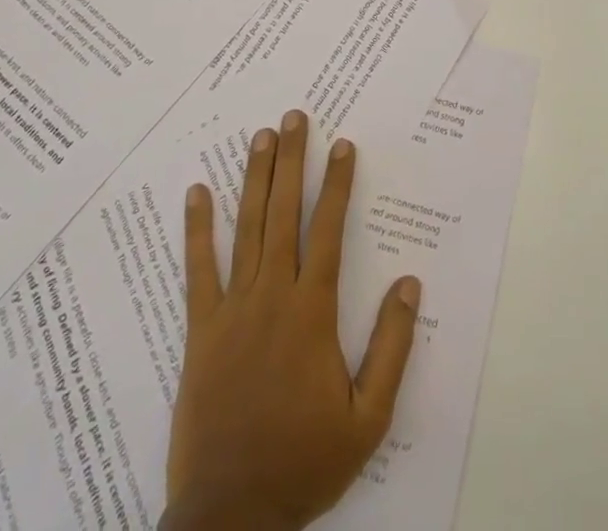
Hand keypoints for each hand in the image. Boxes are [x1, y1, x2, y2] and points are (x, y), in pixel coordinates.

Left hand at [163, 110, 421, 530]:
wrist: (231, 516)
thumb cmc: (304, 462)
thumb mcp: (368, 418)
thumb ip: (392, 348)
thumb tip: (410, 284)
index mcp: (313, 312)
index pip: (329, 230)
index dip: (337, 184)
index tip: (342, 144)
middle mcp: (273, 295)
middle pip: (284, 213)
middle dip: (292, 161)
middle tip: (295, 117)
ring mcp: (232, 309)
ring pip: (246, 228)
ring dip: (254, 178)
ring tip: (261, 136)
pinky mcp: (200, 329)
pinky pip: (197, 270)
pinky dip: (197, 229)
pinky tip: (197, 192)